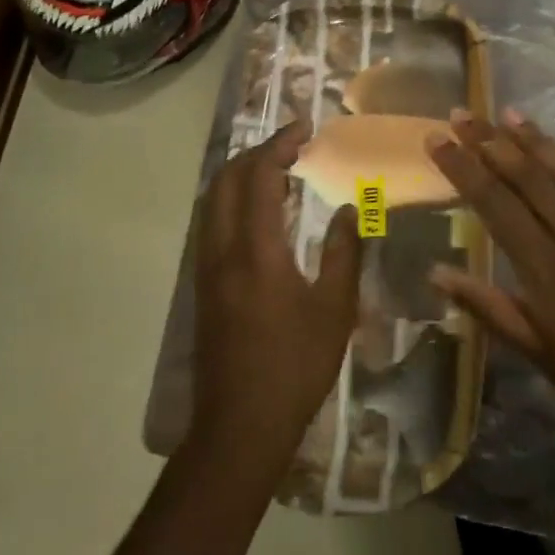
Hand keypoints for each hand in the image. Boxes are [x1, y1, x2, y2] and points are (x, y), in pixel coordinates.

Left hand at [190, 123, 359, 478]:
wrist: (240, 425)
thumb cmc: (295, 366)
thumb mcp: (335, 309)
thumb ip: (343, 251)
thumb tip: (351, 207)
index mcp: (256, 250)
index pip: (260, 177)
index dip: (280, 145)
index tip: (305, 129)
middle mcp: (222, 249)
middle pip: (226, 179)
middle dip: (257, 152)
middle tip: (292, 145)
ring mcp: (206, 267)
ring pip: (212, 200)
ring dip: (240, 174)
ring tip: (277, 169)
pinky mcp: (202, 285)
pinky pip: (211, 222)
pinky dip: (232, 199)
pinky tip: (260, 213)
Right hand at [427, 109, 554, 479]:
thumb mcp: (539, 358)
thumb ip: (489, 307)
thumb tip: (436, 273)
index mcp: (547, 272)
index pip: (495, 205)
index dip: (463, 169)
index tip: (437, 140)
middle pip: (528, 179)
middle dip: (490, 143)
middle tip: (462, 114)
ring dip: (536, 142)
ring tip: (508, 114)